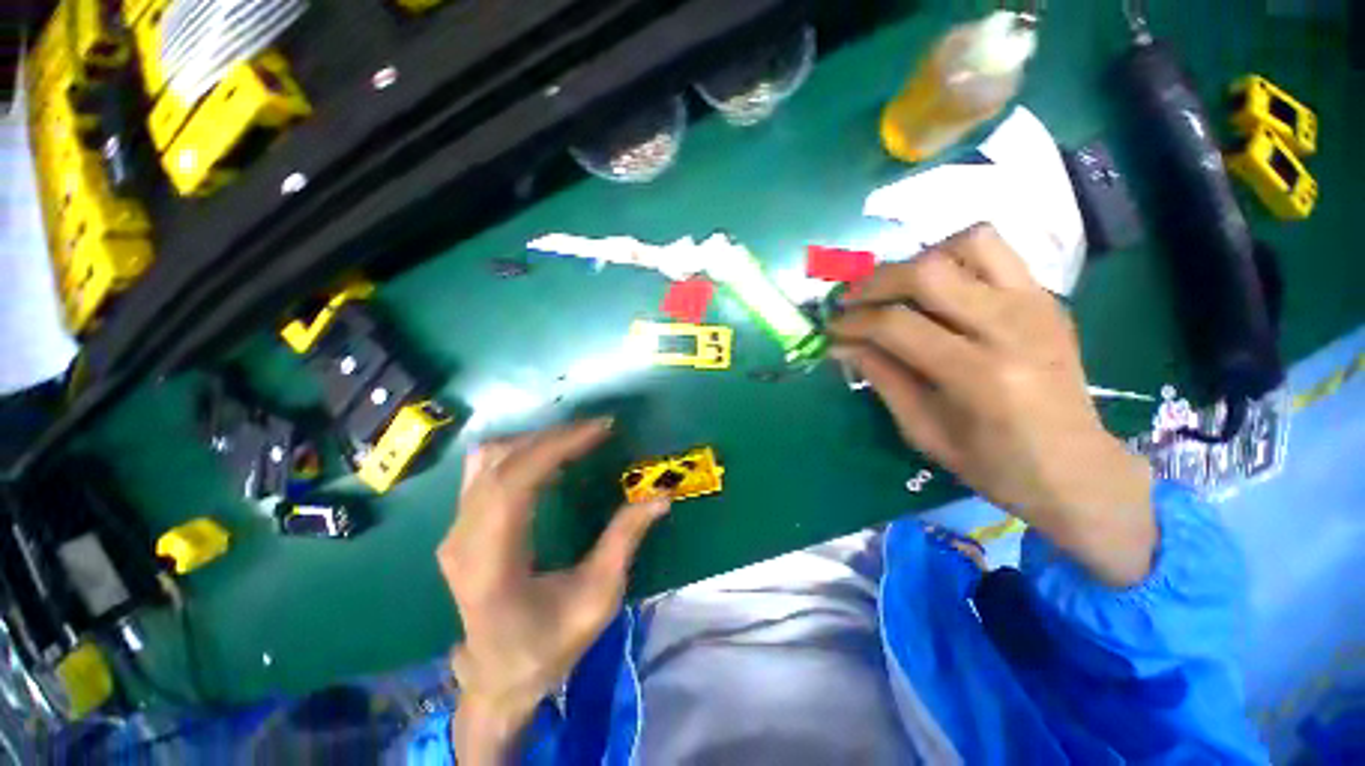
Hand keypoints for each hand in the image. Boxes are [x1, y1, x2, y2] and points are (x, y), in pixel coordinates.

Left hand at [437, 419, 670, 761]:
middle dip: (554, 437)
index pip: (515, 483)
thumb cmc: (549, 645)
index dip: (558, 446)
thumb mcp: (597, 599)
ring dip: (535, 441)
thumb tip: (660, 497)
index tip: (600, 430)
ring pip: (488, 460)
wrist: (497, 677)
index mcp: (491, 563)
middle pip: (501, 463)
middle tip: (596, 430)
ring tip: (575, 440)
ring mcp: (455, 531)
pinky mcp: (460, 526)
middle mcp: (462, 539)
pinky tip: (548, 459)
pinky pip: (485, 471)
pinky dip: (520, 453)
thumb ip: (624, 541)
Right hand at [831, 225, 1154, 586]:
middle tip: (852, 301)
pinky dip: (955, 259)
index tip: (831, 329)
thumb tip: (842, 345)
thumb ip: (882, 378)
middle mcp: (1011, 327)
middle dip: (876, 282)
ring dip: (920, 260)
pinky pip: (995, 252)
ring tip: (898, 289)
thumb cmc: (993, 464)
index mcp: (978, 375)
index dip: (852, 323)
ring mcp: (1036, 304)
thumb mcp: (923, 430)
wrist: (1078, 469)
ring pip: (968, 243)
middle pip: (928, 271)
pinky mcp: (1047, 297)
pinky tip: (938, 290)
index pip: (896, 325)